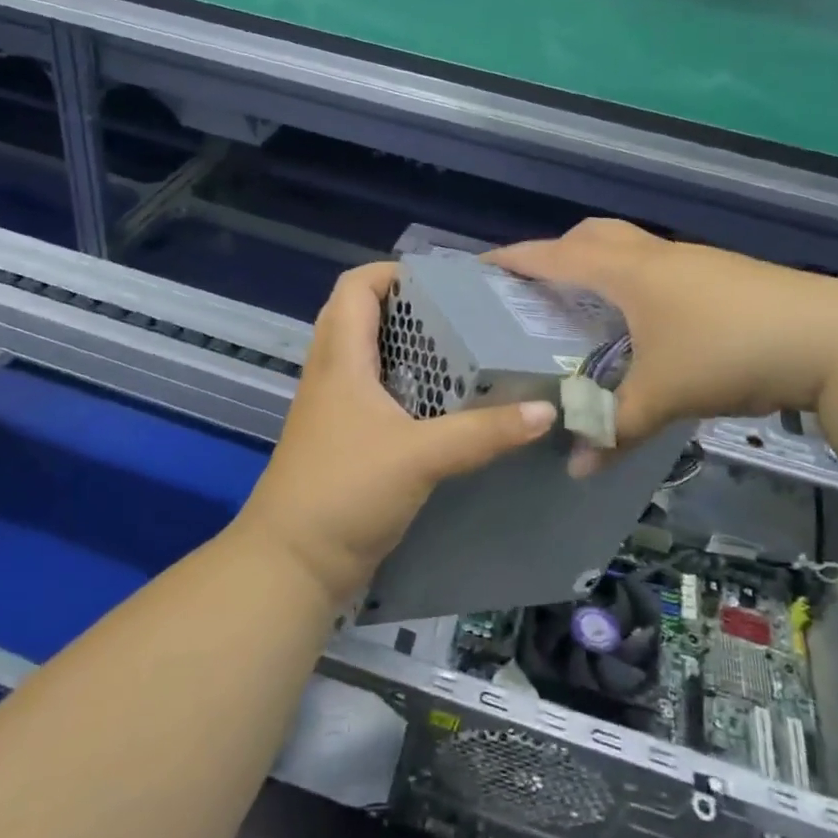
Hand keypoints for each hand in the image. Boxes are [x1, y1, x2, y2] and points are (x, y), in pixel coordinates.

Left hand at [238, 263, 556, 604]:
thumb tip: (545, 410)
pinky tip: (450, 407)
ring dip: (413, 351)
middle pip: (365, 317)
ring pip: (374, 359)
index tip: (445, 282)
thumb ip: (484, 432)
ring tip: (468, 353)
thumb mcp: (421, 456)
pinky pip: (379, 397)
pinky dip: (411, 390)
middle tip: (466, 316)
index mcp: (340, 358)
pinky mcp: (346, 441)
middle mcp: (333, 374)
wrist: (293, 566)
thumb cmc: (345, 492)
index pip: (355, 286)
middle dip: (413, 310)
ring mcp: (336, 409)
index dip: (394, 272)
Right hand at [491, 220, 837, 471]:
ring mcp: (693, 262)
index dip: (516, 259)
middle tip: (536, 288)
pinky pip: (659, 270)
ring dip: (599, 267)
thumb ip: (616, 429)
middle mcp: (656, 256)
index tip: (482, 267)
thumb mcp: (665, 394)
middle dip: (558, 253)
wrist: (834, 337)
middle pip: (593, 236)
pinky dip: (634, 285)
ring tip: (584, 307)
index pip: (555, 255)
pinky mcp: (722, 277)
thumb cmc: (730, 350)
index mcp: (628, 271)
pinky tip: (643, 325)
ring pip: (630, 250)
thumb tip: (576, 468)